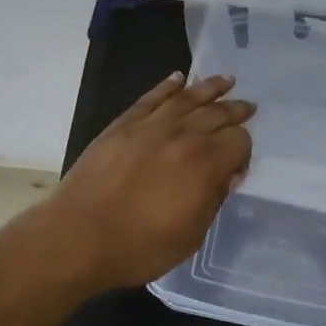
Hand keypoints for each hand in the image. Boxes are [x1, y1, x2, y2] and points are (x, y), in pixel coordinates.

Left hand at [49, 72, 254, 291]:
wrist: (77, 238)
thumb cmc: (139, 246)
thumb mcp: (191, 235)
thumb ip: (214, 199)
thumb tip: (227, 175)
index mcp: (205, 164)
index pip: (239, 141)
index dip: (244, 152)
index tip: (237, 167)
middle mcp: (183, 136)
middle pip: (218, 113)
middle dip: (235, 110)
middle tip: (248, 107)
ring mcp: (151, 125)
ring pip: (188, 97)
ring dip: (210, 87)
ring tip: (226, 80)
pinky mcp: (124, 124)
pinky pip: (152, 97)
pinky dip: (168, 85)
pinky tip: (179, 78)